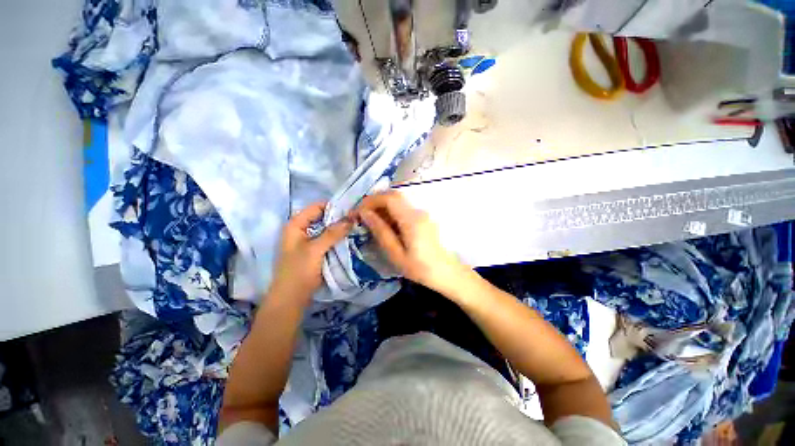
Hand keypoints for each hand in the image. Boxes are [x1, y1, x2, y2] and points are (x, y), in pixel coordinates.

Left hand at [269, 202, 352, 303]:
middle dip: (339, 218)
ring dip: (340, 229)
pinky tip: (350, 238)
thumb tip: (352, 218)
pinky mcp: (314, 251)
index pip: (317, 207)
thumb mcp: (315, 249)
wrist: (291, 298)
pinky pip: (328, 239)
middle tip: (357, 219)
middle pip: (322, 217)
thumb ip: (333, 233)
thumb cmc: (298, 271)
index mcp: (295, 224)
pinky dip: (337, 238)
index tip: (352, 209)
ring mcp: (308, 241)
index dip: (334, 206)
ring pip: (326, 229)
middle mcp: (301, 230)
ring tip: (357, 227)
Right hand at [355, 191, 468, 294]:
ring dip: (382, 208)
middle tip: (361, 217)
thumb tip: (365, 213)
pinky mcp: (423, 218)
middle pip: (393, 196)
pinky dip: (390, 214)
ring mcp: (422, 214)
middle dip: (374, 203)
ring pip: (398, 202)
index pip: (389, 198)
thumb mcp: (396, 254)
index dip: (370, 201)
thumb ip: (381, 231)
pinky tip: (385, 227)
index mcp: (411, 220)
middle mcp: (418, 211)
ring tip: (370, 223)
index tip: (357, 212)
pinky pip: (403, 210)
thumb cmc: (421, 268)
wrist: (447, 273)